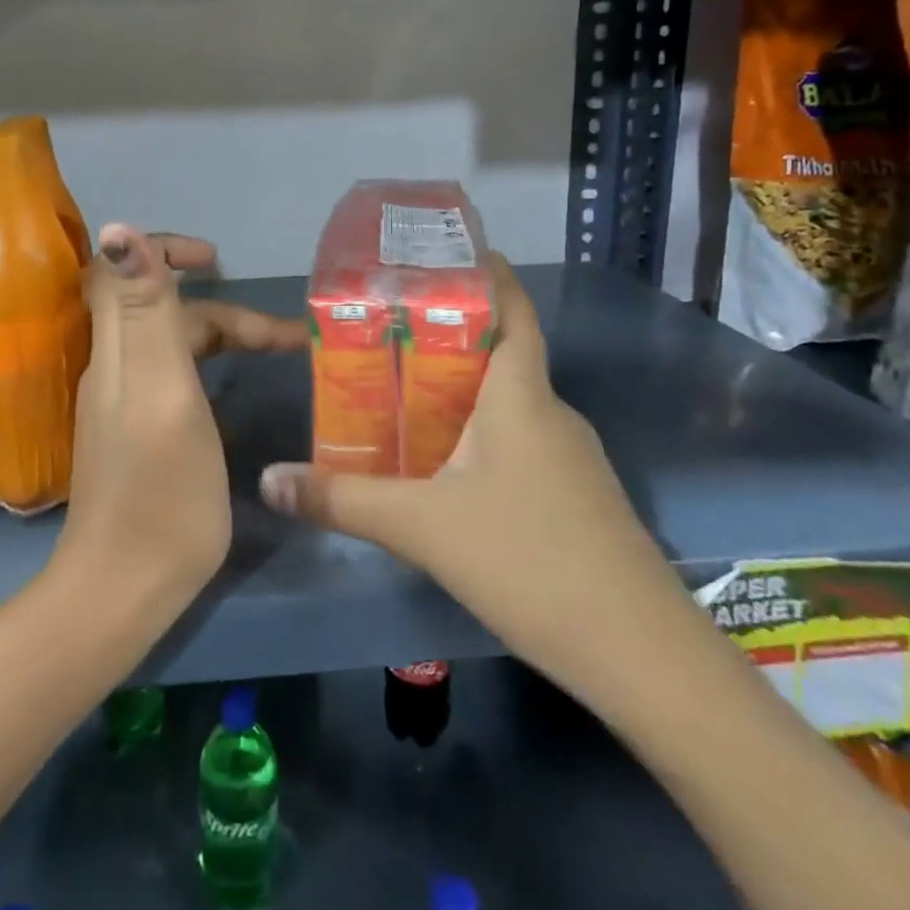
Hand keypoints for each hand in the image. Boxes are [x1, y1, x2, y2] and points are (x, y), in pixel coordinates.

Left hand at [54, 225, 303, 615]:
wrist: (122, 589)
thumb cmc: (160, 492)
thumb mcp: (163, 393)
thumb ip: (148, 312)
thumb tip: (118, 228)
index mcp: (120, 351)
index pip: (121, 270)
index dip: (164, 250)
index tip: (216, 260)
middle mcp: (115, 368)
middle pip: (164, 311)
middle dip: (224, 310)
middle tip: (284, 337)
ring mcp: (123, 403)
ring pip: (173, 345)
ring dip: (223, 337)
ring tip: (279, 353)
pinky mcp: (136, 433)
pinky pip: (174, 377)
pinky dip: (210, 367)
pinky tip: (237, 388)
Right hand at [257, 252, 676, 693]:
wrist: (640, 654)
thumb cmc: (529, 560)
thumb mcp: (422, 527)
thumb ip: (342, 500)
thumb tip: (269, 480)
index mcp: (521, 394)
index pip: (512, 308)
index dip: (485, 272)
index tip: (440, 255)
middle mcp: (550, 412)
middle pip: (500, 353)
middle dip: (445, 336)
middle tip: (384, 333)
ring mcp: (570, 458)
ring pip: (508, 403)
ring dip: (460, 391)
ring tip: (399, 393)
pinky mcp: (576, 497)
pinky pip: (519, 443)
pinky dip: (479, 435)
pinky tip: (444, 467)